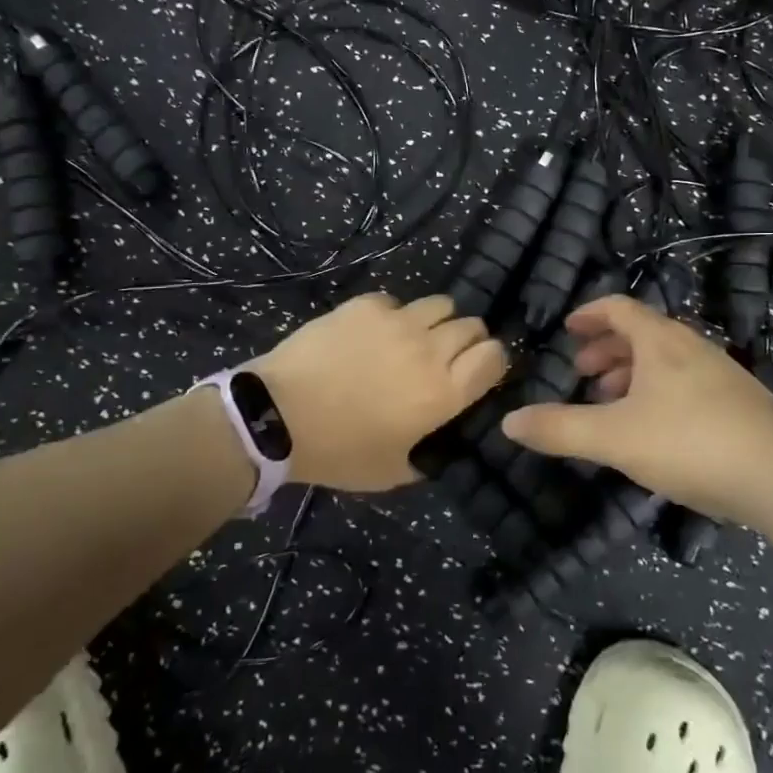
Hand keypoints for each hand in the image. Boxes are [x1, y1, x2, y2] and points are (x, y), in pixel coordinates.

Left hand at [252, 292, 507, 491]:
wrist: (277, 416)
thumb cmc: (338, 451)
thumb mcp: (392, 472)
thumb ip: (429, 455)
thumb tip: (443, 441)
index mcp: (443, 392)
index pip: (495, 356)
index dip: (492, 362)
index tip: (478, 372)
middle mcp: (429, 349)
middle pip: (472, 326)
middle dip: (466, 341)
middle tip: (443, 359)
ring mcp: (397, 321)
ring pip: (440, 304)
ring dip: (435, 322)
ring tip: (413, 338)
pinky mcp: (366, 305)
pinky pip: (396, 301)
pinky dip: (393, 315)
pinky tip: (372, 334)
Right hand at [501, 294, 772, 522]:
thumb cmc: (690, 443)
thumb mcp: (613, 438)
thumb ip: (559, 429)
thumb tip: (509, 422)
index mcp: (660, 341)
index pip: (617, 308)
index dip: (588, 314)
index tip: (567, 329)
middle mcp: (691, 347)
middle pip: (641, 332)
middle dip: (606, 348)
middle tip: (582, 373)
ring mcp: (720, 374)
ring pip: (665, 361)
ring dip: (632, 373)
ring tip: (611, 403)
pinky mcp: (740, 403)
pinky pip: (686, 384)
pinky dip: (658, 393)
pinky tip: (655, 430)